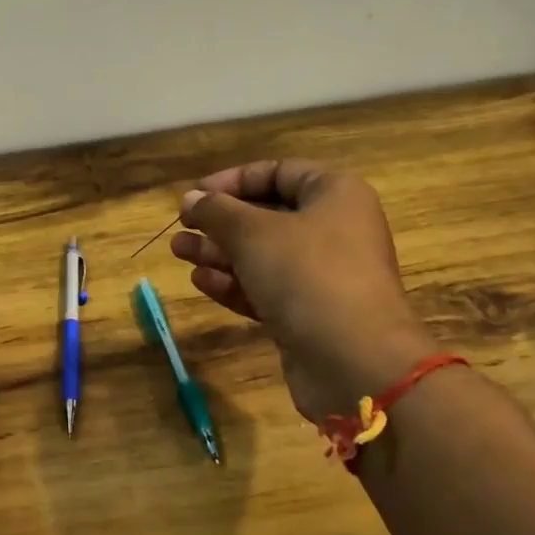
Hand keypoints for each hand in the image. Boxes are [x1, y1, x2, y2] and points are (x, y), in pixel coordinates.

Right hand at [170, 160, 433, 422]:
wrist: (354, 361)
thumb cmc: (307, 275)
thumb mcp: (253, 233)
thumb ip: (217, 211)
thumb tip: (191, 198)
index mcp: (334, 194)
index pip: (278, 172)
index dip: (233, 180)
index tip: (195, 194)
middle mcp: (334, 229)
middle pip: (267, 215)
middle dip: (220, 222)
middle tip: (181, 228)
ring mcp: (323, 275)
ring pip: (263, 255)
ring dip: (219, 253)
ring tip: (179, 252)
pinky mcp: (309, 313)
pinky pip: (267, 289)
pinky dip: (235, 283)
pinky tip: (202, 282)